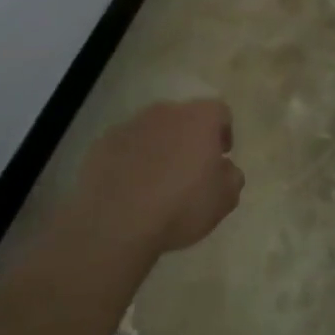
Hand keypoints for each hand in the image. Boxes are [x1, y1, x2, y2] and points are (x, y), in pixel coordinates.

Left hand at [73, 100, 241, 255]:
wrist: (115, 222)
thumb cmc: (180, 206)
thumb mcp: (224, 200)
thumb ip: (232, 177)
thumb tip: (225, 168)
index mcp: (200, 118)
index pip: (220, 112)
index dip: (223, 132)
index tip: (220, 156)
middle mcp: (166, 112)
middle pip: (184, 117)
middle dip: (189, 138)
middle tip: (189, 169)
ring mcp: (131, 125)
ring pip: (153, 130)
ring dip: (159, 147)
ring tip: (156, 181)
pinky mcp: (103, 143)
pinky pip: (125, 146)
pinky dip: (131, 159)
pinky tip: (130, 187)